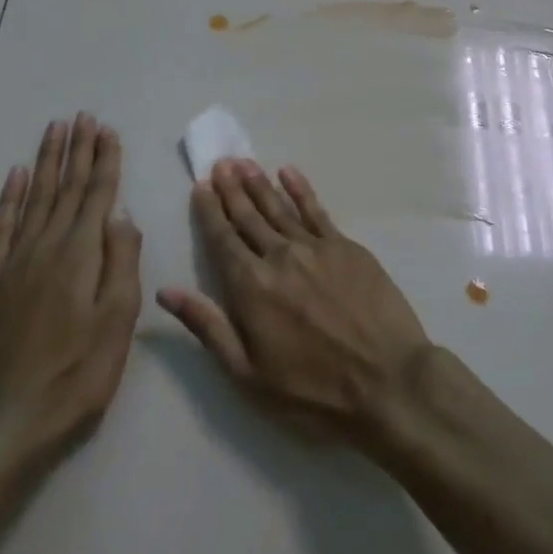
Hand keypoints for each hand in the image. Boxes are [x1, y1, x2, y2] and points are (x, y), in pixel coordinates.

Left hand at [0, 115, 141, 465]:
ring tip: (54, 131)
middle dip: (77, 150)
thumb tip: (121, 212)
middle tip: (82, 117)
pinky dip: (9, 198)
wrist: (6, 426)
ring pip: (34, 199)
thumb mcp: (118, 322)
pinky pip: (0, 228)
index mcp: (80, 255)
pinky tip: (16, 177)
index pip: (97, 195)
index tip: (107, 130)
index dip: (104, 160)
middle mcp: (45, 248)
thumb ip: (121, 261)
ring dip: (46, 162)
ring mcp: (12, 264)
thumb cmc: (77, 376)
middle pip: (65, 188)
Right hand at [157, 160, 430, 444]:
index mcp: (251, 287)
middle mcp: (280, 256)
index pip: (223, 239)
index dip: (210, 211)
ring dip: (260, 183)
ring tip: (244, 162)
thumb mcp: (248, 374)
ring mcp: (316, 248)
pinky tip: (289, 173)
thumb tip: (166, 292)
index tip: (200, 186)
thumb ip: (208, 327)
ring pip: (280, 207)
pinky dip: (301, 189)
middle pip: (249, 216)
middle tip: (220, 163)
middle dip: (231, 189)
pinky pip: (317, 210)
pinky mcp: (346, 247)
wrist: (387, 381)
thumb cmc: (312, 391)